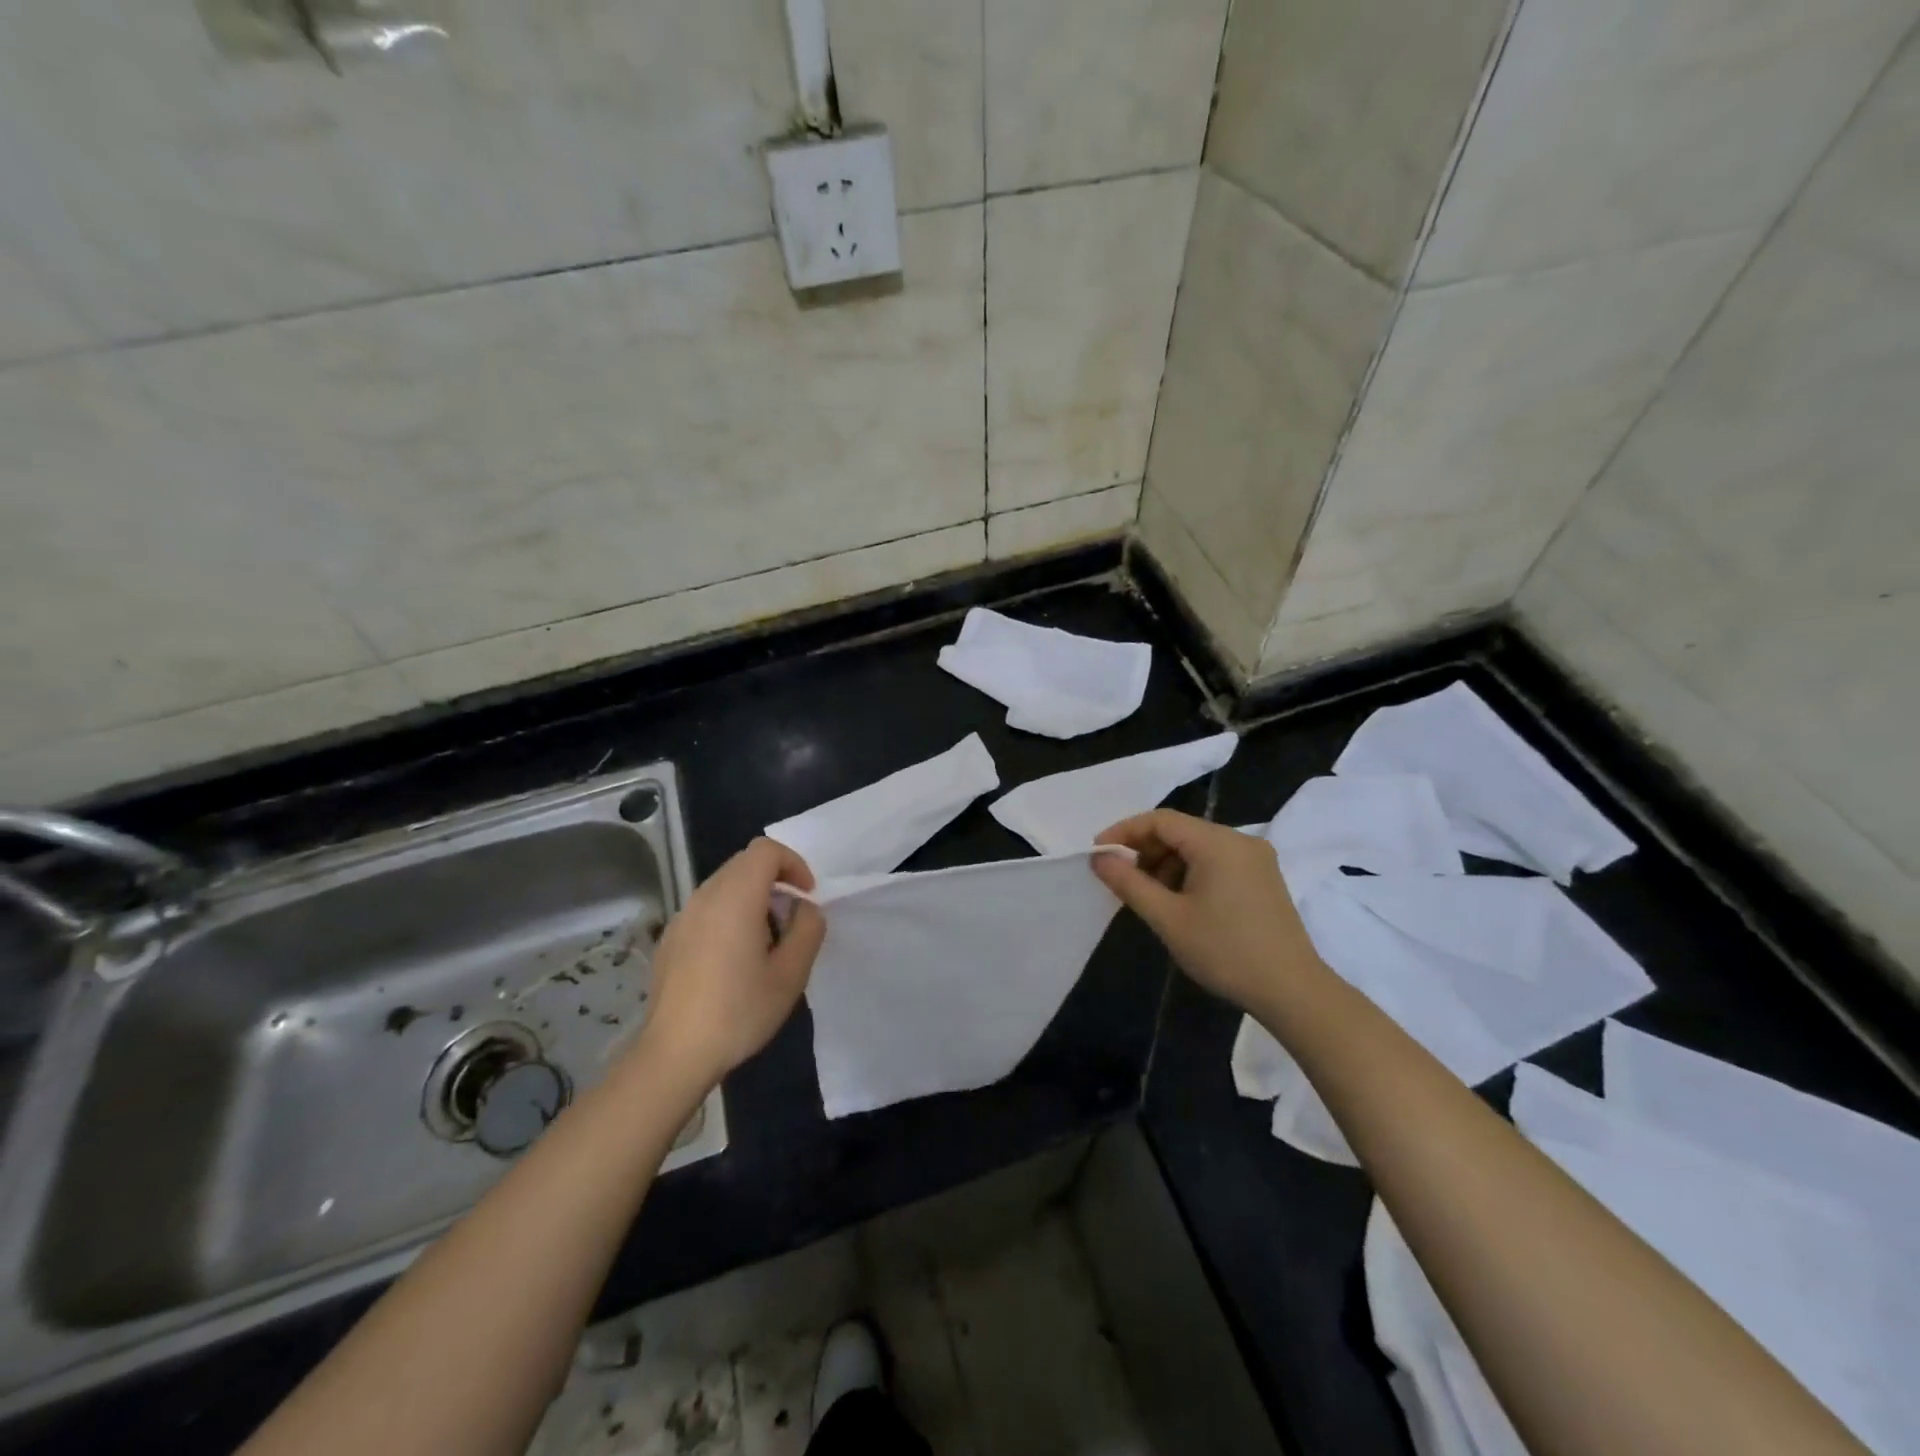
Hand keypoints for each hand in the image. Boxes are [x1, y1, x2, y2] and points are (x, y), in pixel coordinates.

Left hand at [636, 838, 826, 1090]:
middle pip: (744, 863)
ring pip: (724, 884)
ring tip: (765, 940)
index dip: (793, 864)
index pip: (766, 851)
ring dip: (752, 897)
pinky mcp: (670, 938)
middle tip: (791, 918)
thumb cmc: (739, 1011)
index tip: (806, 896)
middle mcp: (705, 896)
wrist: (675, 1054)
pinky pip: (707, 908)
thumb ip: (807, 929)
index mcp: (735, 897)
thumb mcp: (791, 974)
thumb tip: (803, 909)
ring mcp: (682, 916)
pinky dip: (729, 914)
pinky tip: (733, 959)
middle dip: (775, 879)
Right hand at [1093, 810, 1323, 1015]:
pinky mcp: (1264, 878)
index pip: (1160, 820)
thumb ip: (1129, 883)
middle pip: (1180, 830)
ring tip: (1150, 897)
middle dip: (1146, 850)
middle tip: (1121, 879)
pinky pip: (1217, 861)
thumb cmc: (1224, 950)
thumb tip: (1099, 859)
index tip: (1099, 854)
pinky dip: (1191, 873)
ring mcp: (1256, 859)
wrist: (1292, 990)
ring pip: (1198, 847)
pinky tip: (1180, 903)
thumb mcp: (1168, 918)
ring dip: (1167, 863)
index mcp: (1217, 842)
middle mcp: (1240, 840)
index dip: (1124, 832)